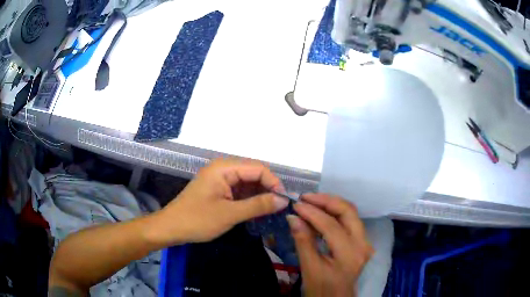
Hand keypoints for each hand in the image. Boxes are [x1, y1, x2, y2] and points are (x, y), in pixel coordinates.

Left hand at [148, 159, 288, 245]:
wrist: (171, 228)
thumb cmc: (197, 220)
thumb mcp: (230, 214)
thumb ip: (258, 205)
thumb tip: (283, 200)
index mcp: (224, 168)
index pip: (258, 168)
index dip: (274, 183)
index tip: (284, 202)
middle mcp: (223, 169)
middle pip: (253, 174)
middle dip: (267, 190)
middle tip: (279, 208)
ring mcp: (220, 179)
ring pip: (247, 183)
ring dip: (259, 196)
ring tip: (270, 212)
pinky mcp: (218, 189)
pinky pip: (239, 191)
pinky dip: (249, 200)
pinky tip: (256, 212)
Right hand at [287, 194, 373, 296]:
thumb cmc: (322, 288)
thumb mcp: (309, 268)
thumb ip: (303, 241)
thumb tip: (293, 217)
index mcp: (350, 254)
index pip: (331, 226)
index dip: (312, 212)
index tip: (296, 204)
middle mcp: (363, 244)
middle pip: (348, 211)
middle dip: (327, 201)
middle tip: (306, 198)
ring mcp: (364, 242)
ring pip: (350, 213)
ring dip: (331, 205)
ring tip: (311, 202)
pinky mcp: (361, 242)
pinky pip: (349, 221)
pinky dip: (334, 214)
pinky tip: (320, 213)